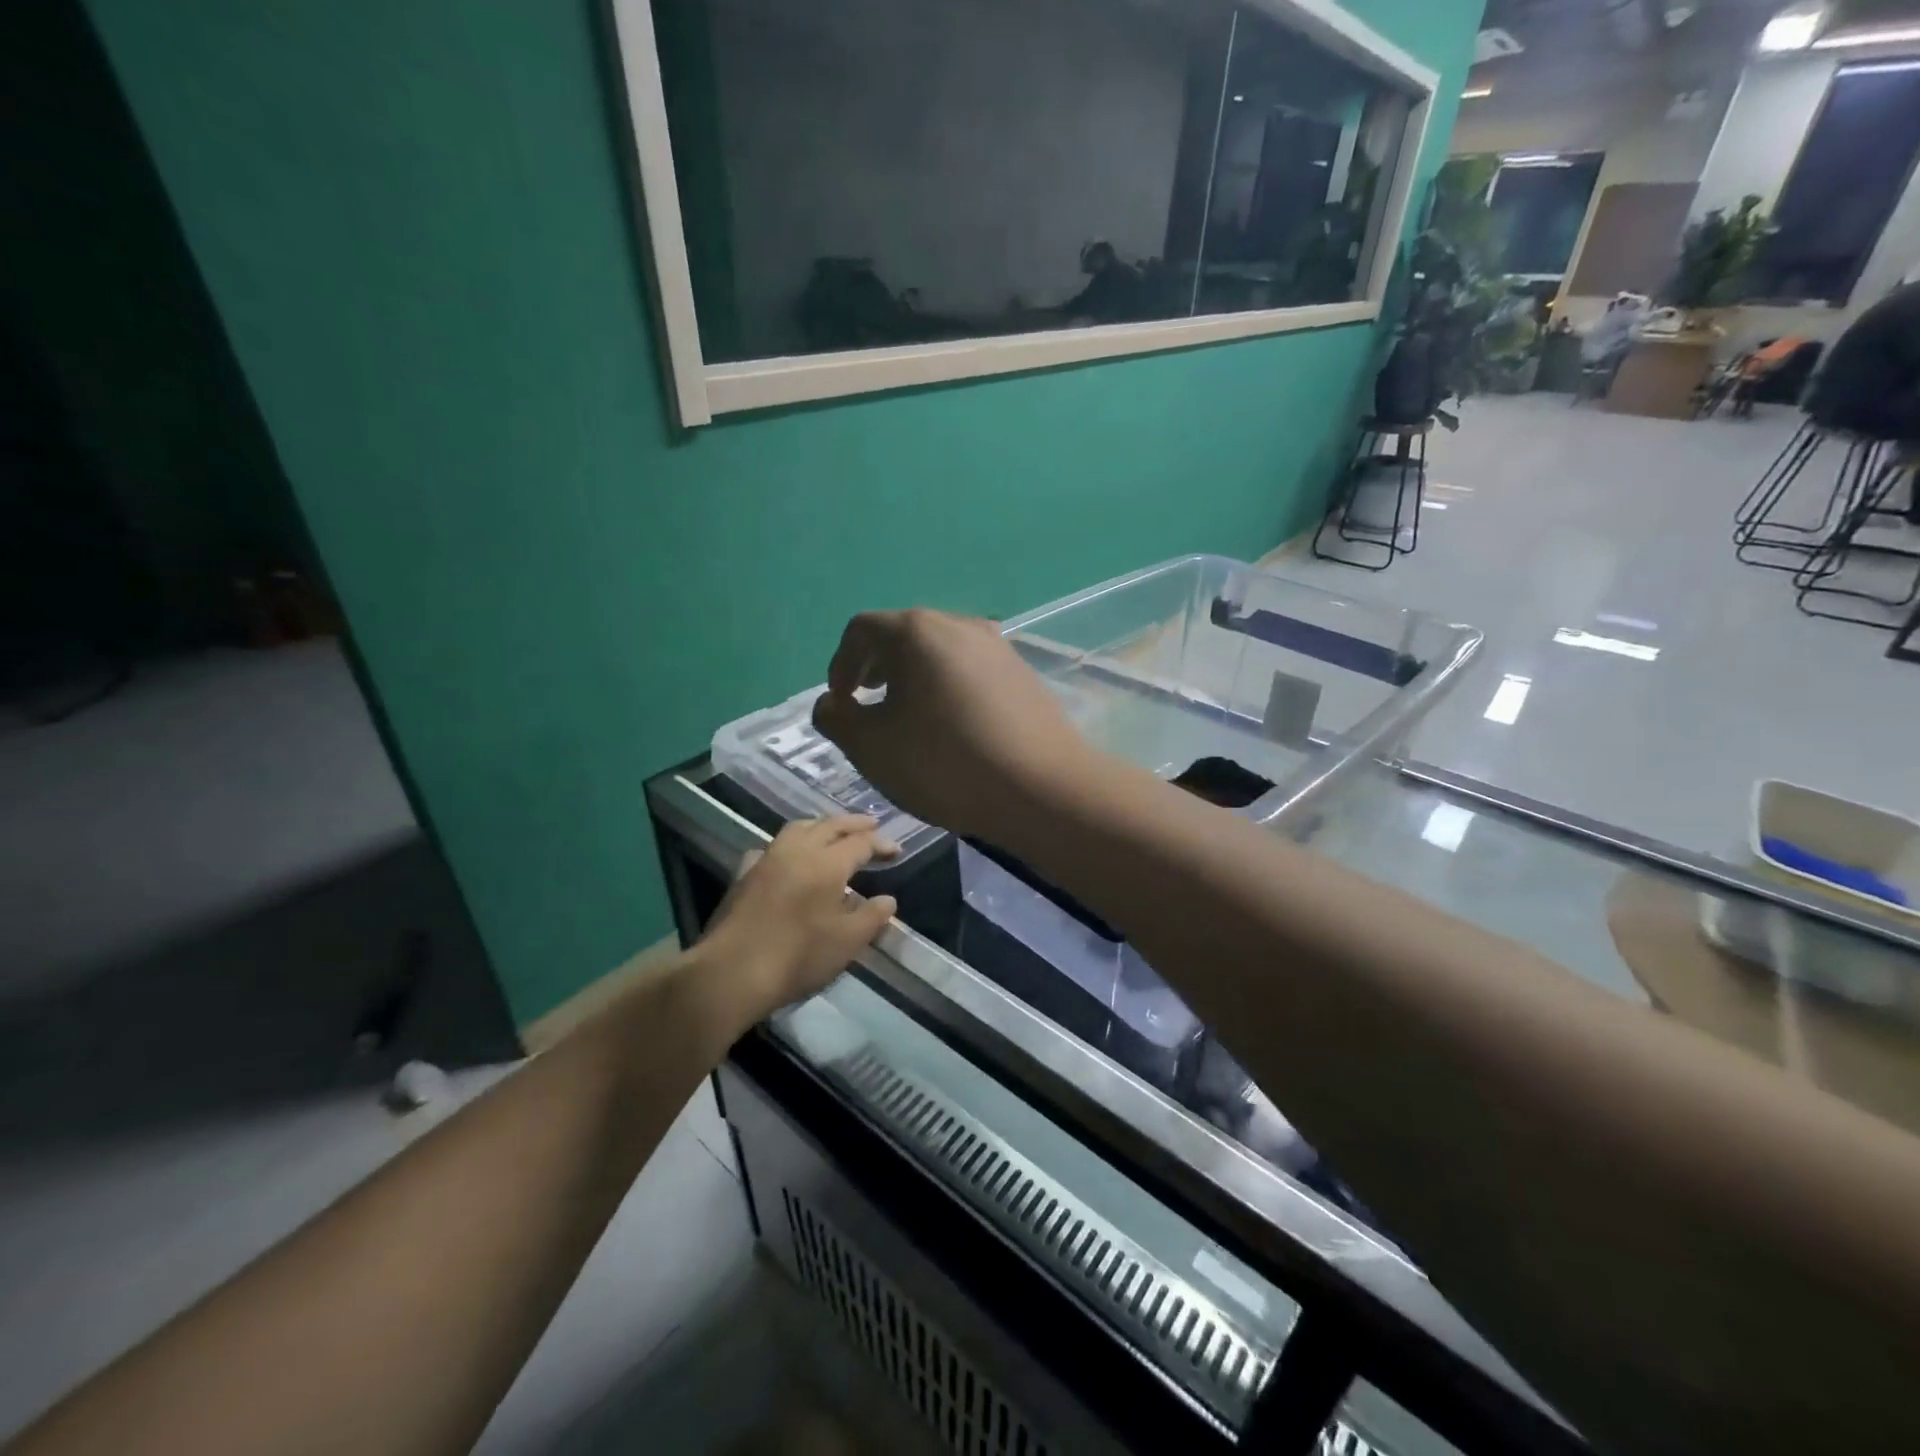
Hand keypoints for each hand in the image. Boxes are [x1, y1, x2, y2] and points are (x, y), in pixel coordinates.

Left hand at [699, 816, 898, 1022]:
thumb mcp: (848, 941)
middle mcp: (798, 850)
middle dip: (854, 824)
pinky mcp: (745, 873)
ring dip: (822, 825)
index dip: (881, 844)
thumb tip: (887, 899)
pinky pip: (773, 846)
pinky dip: (791, 843)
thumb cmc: (798, 956)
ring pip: (799, 828)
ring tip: (834, 832)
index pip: (861, 843)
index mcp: (828, 863)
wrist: (732, 972)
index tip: (897, 851)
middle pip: (830, 825)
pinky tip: (790, 856)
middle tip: (872, 824)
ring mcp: (768, 859)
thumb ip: (872, 916)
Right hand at [811, 609, 1086, 839]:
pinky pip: (969, 669)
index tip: (841, 701)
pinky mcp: (1022, 673)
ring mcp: (997, 646)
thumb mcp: (872, 748)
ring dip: (913, 677)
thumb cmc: (945, 764)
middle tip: (867, 703)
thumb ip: (837, 719)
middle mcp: (959, 624)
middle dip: (876, 668)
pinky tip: (952, 726)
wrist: (1042, 788)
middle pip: (903, 634)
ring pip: (939, 651)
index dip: (840, 664)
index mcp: (917, 631)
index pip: (861, 630)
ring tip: (907, 716)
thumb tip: (830, 703)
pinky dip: (947, 686)